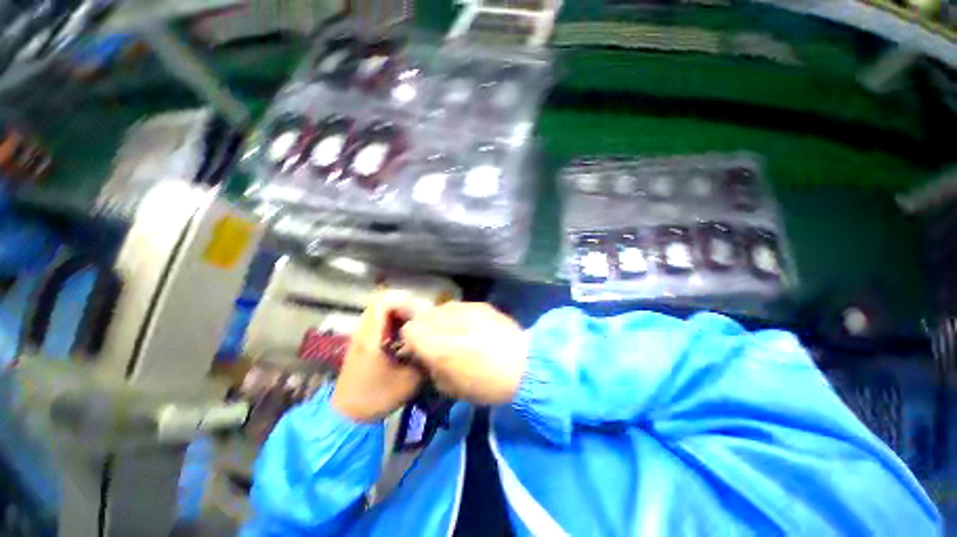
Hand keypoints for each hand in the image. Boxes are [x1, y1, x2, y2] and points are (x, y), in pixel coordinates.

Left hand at [331, 292, 424, 422]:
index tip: (418, 313)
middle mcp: (363, 331)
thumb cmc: (377, 398)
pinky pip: (377, 320)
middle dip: (403, 304)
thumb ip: (424, 358)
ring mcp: (360, 335)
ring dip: (397, 312)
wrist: (347, 416)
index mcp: (371, 337)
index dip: (403, 301)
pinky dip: (391, 321)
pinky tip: (403, 335)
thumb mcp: (408, 381)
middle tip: (419, 316)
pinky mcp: (361, 342)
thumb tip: (436, 342)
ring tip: (413, 324)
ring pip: (379, 310)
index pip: (383, 302)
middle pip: (381, 301)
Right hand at [401, 302, 528, 404]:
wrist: (524, 365)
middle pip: (423, 316)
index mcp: (437, 345)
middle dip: (424, 328)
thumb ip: (431, 369)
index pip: (409, 330)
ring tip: (452, 332)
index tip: (419, 351)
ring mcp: (464, 308)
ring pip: (439, 308)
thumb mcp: (451, 388)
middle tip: (435, 342)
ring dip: (440, 320)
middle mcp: (447, 321)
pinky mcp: (479, 304)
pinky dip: (456, 315)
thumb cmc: (487, 384)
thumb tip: (426, 357)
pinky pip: (458, 306)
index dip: (411, 341)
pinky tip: (468, 326)